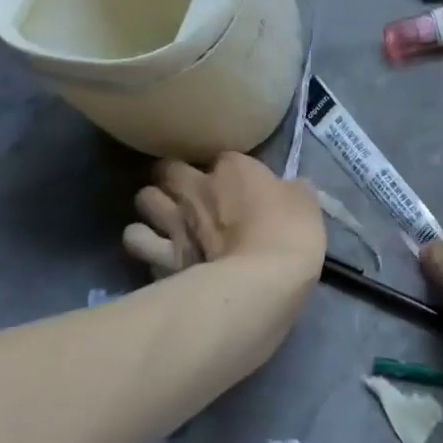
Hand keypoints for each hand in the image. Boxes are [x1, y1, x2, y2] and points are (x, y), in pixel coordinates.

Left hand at [123, 154, 324, 282]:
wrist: (259, 285)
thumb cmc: (289, 237)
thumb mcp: (306, 205)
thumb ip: (291, 190)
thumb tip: (286, 188)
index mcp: (233, 168)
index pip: (224, 157)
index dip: (229, 173)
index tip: (238, 189)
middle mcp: (195, 186)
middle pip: (168, 168)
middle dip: (175, 179)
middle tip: (189, 195)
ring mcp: (172, 220)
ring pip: (144, 198)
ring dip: (154, 207)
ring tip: (164, 220)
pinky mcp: (158, 256)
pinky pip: (136, 239)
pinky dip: (143, 242)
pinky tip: (155, 250)